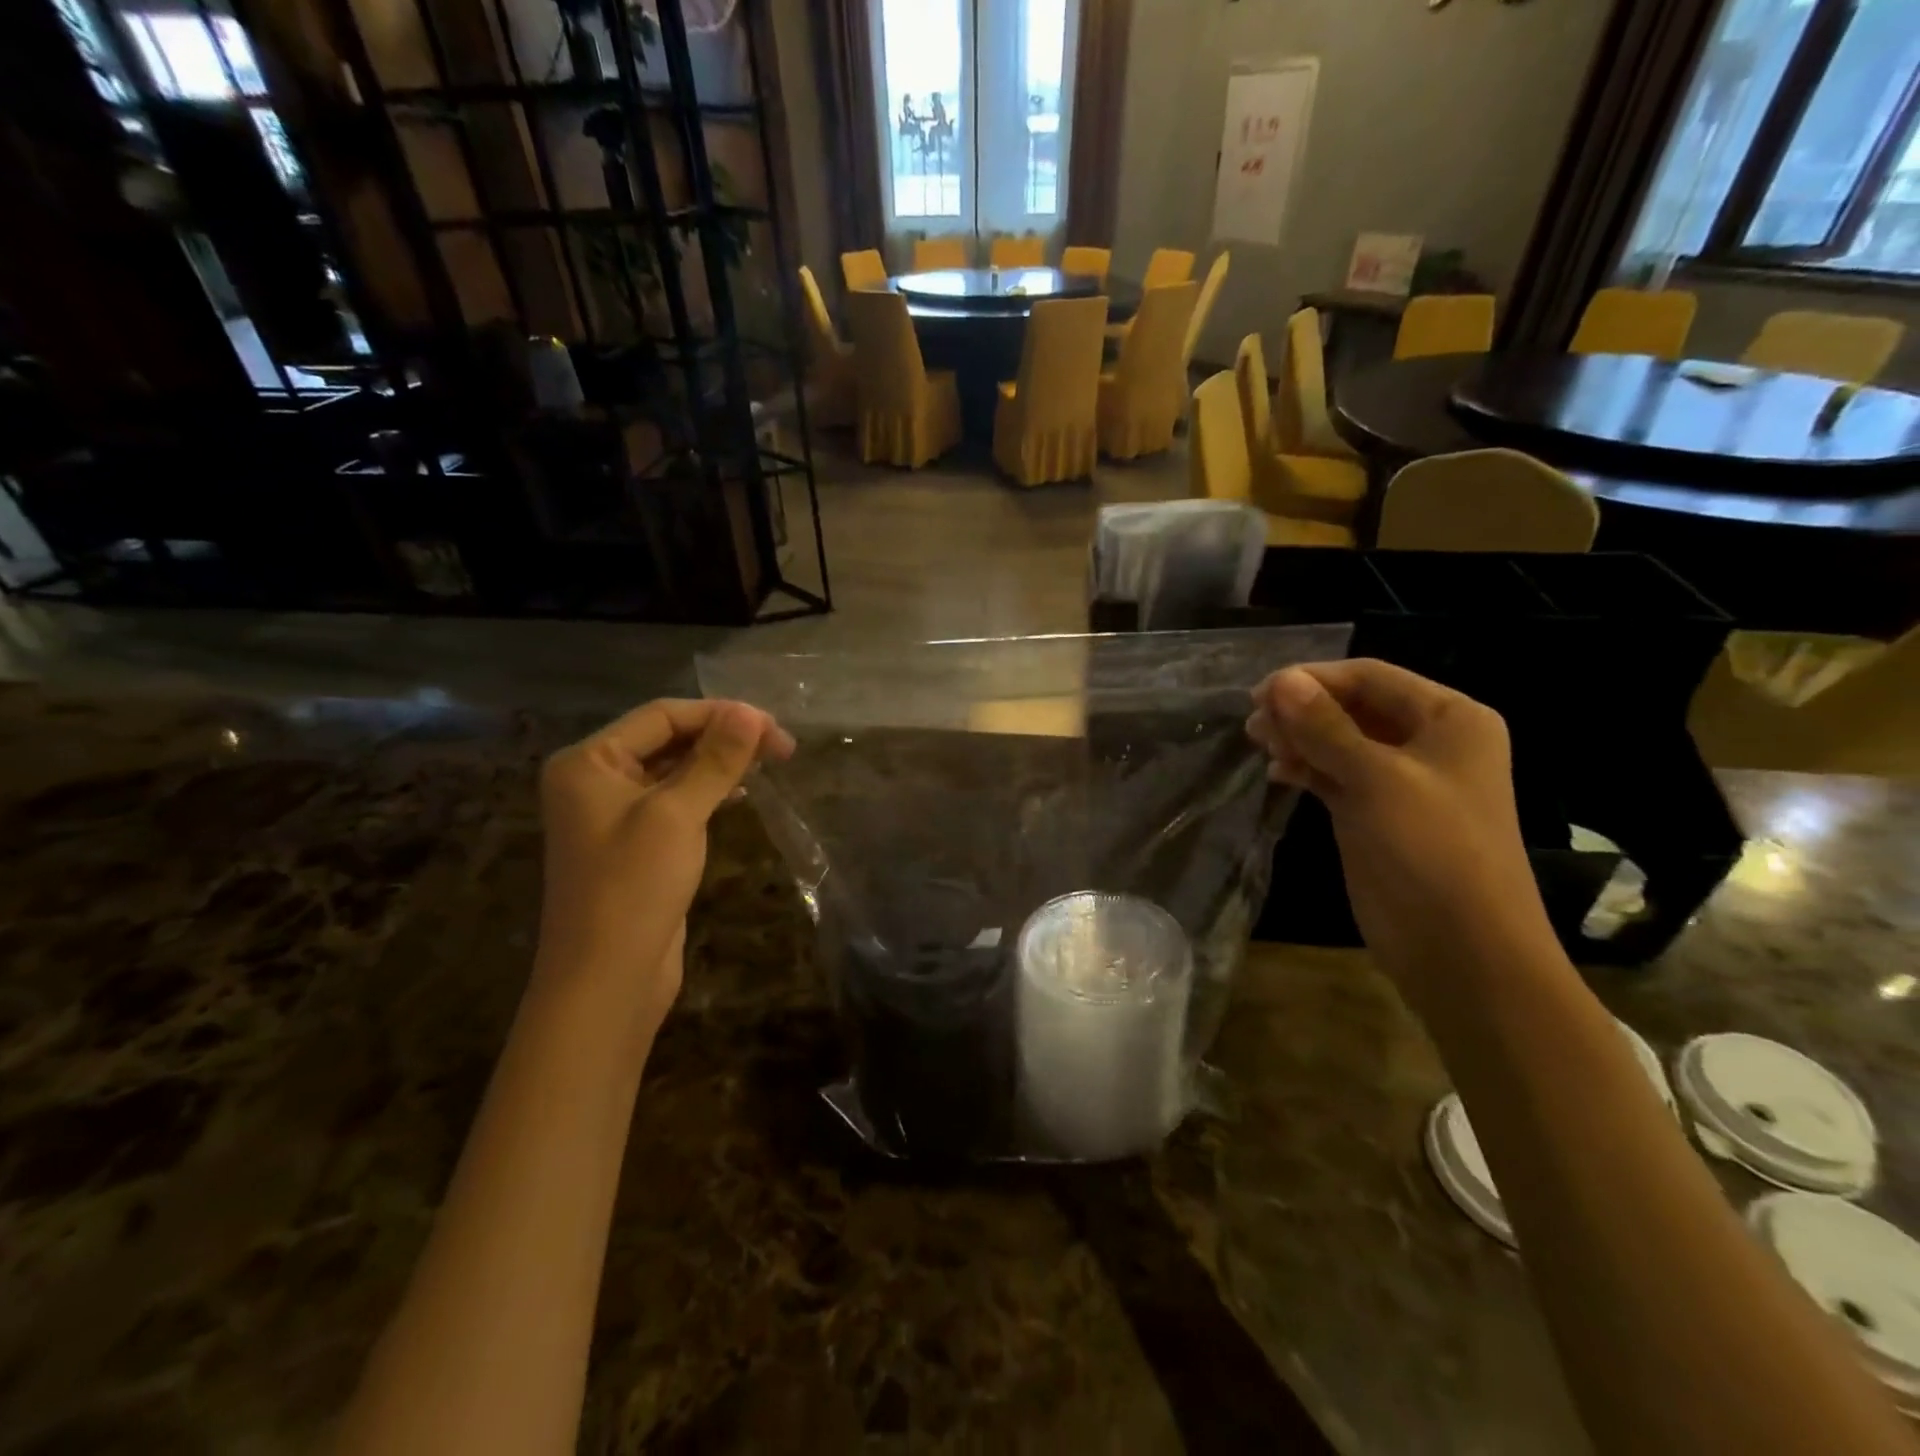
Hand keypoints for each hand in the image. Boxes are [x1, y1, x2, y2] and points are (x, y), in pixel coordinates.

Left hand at [536, 699, 792, 1037]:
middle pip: (668, 739)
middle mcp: (594, 780)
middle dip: (723, 737)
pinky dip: (708, 791)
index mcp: (588, 761)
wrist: (606, 980)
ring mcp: (613, 814)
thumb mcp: (677, 814)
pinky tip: (739, 793)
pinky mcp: (635, 843)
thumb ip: (715, 760)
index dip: (720, 715)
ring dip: (719, 762)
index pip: (662, 716)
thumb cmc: (633, 887)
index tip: (774, 727)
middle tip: (781, 747)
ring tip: (768, 762)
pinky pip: (675, 800)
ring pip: (674, 769)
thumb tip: (751, 713)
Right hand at [1247, 661, 1557, 1007]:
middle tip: (1254, 724)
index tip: (1259, 694)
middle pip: (1353, 707)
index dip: (1313, 679)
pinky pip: (1336, 775)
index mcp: (1449, 719)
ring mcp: (1402, 781)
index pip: (1370, 677)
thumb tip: (1281, 680)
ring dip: (1300, 738)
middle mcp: (1428, 742)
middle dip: (1303, 710)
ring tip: (1258, 743)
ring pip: (1340, 741)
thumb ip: (1324, 727)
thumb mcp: (1376, 779)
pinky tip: (1278, 772)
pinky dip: (1307, 768)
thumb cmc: (1430, 850)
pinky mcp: (1377, 814)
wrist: (1462, 950)